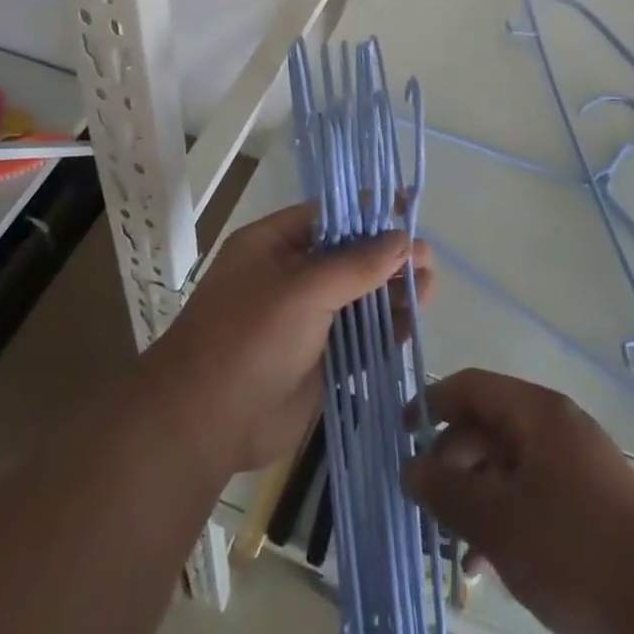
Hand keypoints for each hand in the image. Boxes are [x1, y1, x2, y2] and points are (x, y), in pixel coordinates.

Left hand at [145, 204, 433, 477]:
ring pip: (358, 297)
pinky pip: (359, 338)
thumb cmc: (249, 337)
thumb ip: (357, 264)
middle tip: (427, 259)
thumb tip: (404, 238)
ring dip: (391, 292)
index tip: (410, 208)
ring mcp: (304, 320)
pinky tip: (412, 322)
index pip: (330, 215)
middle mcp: (290, 276)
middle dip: (387, 255)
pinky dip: (385, 330)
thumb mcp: (303, 289)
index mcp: (273, 244)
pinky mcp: (319, 361)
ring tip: (428, 287)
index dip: (370, 211)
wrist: (205, 425)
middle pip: (349, 257)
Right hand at [403, 369, 633, 633]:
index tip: (400, 434)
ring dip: (476, 498)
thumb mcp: (499, 521)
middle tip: (426, 505)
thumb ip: (448, 490)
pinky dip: (505, 516)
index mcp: (535, 411)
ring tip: (453, 549)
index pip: (471, 386)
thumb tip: (409, 467)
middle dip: (451, 463)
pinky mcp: (588, 500)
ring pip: (508, 465)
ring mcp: (575, 462)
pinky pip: (532, 492)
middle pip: (488, 426)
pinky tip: (488, 564)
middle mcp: (555, 425)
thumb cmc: (573, 548)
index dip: (431, 403)